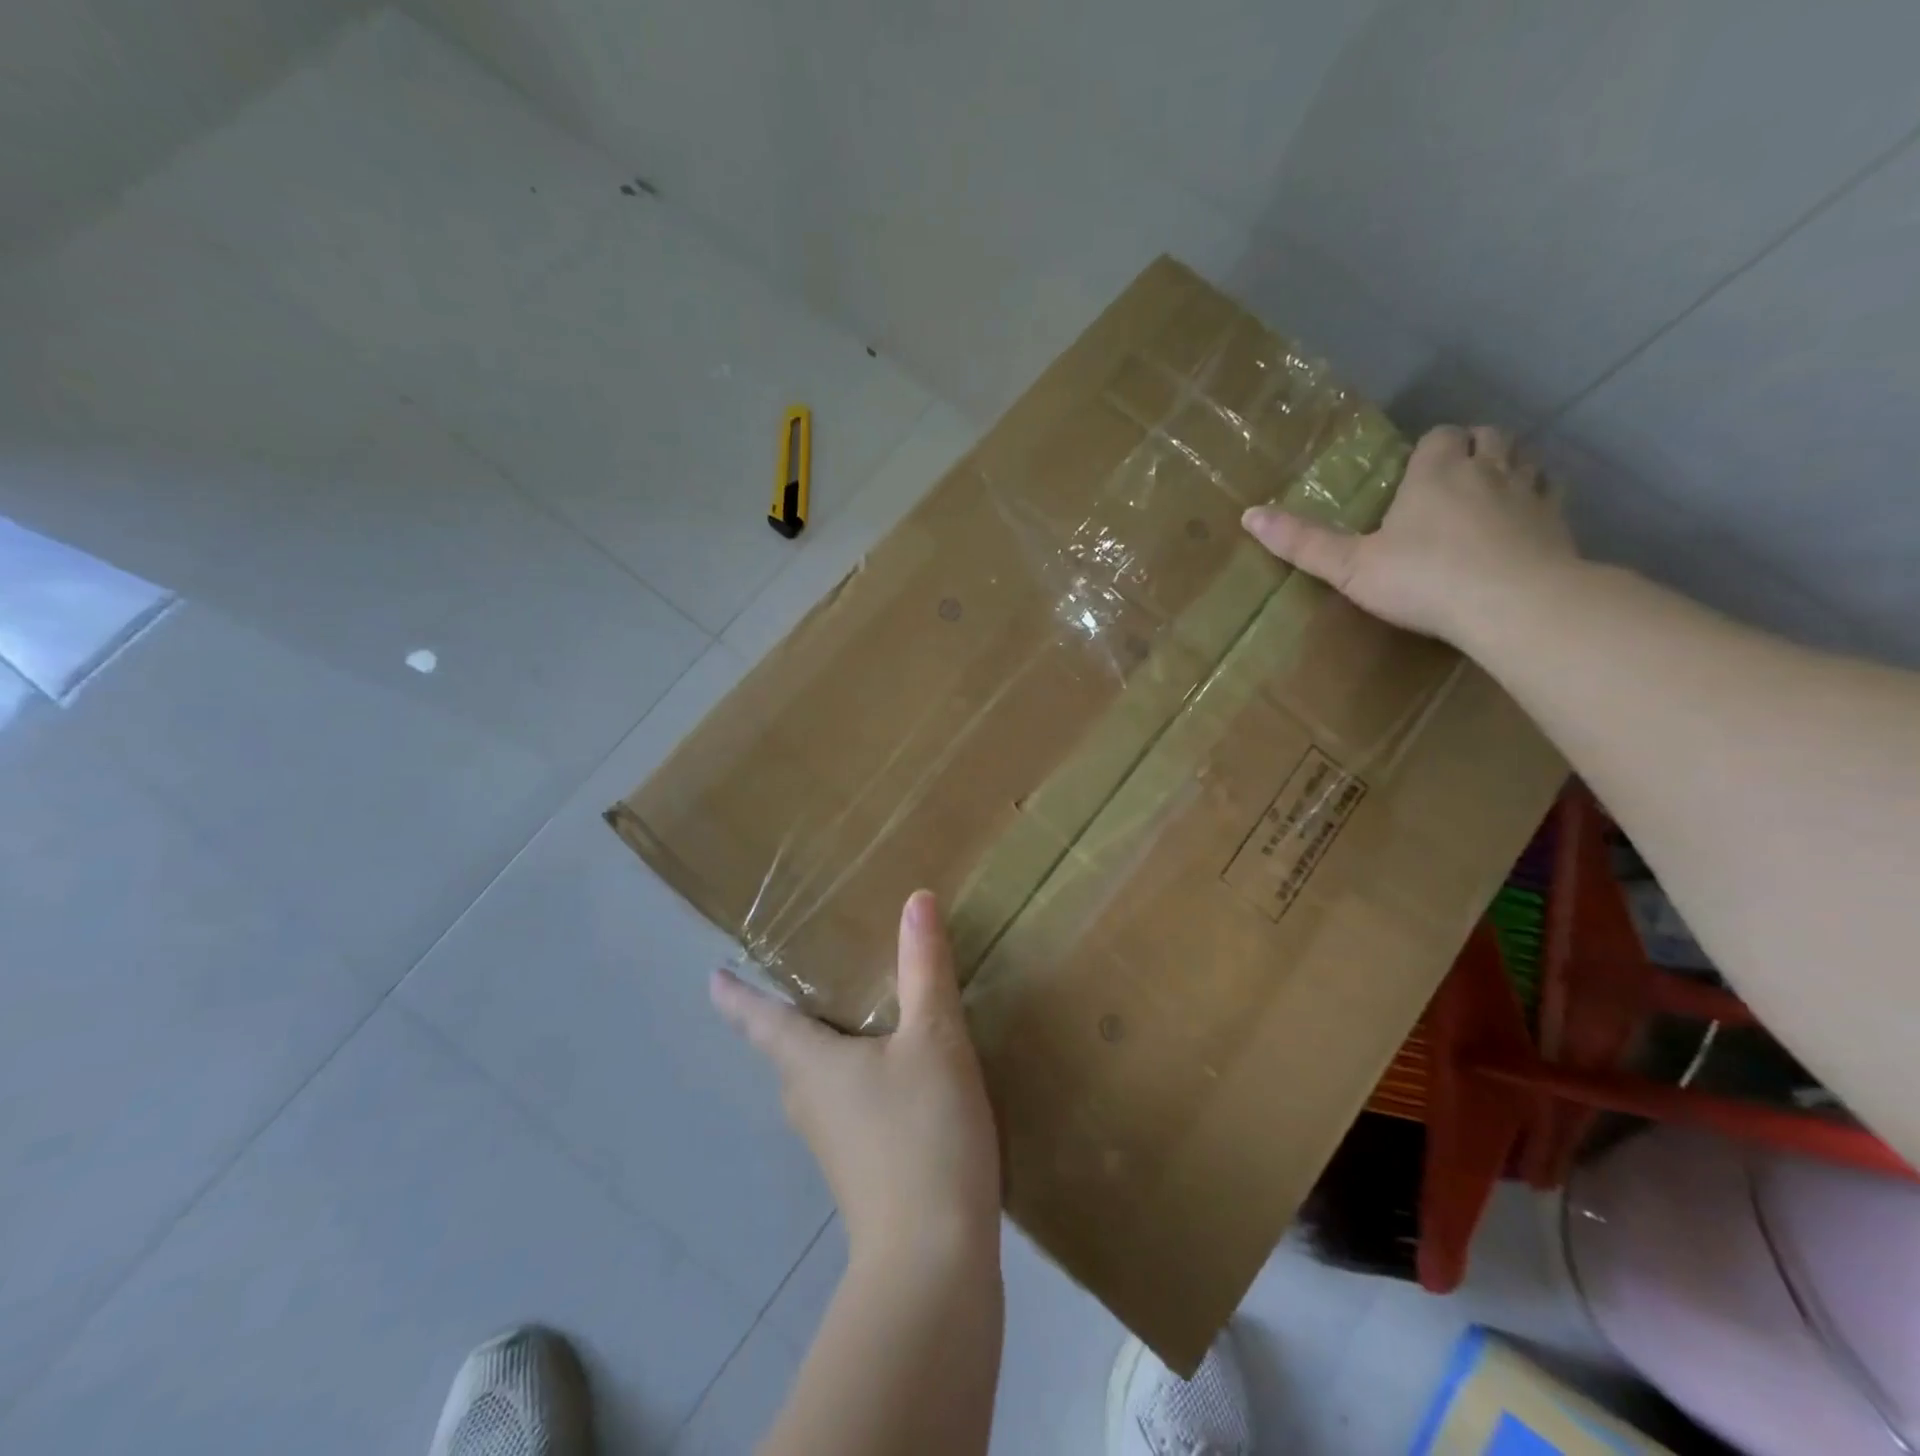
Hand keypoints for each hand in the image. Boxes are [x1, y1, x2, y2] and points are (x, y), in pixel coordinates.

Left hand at [711, 890, 1001, 1268]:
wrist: (934, 1261)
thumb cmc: (923, 1135)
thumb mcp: (933, 1039)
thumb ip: (925, 968)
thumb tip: (916, 899)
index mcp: (810, 1065)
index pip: (761, 1020)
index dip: (737, 996)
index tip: (712, 977)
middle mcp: (809, 1102)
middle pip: (789, 1049)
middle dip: (790, 1015)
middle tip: (805, 976)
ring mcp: (833, 1142)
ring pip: (821, 1078)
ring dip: (828, 1046)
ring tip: (853, 1014)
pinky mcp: (862, 1170)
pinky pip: (849, 1104)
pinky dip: (859, 1076)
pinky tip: (894, 1070)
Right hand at [1241, 424, 1577, 644]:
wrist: (1514, 604)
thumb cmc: (1423, 579)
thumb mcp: (1350, 567)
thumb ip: (1303, 543)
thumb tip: (1249, 515)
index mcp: (1435, 474)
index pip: (1439, 437)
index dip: (1428, 449)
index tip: (1412, 474)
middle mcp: (1487, 471)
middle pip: (1489, 437)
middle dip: (1472, 448)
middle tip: (1450, 477)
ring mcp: (1530, 495)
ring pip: (1526, 458)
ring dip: (1508, 466)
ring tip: (1487, 493)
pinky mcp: (1559, 524)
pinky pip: (1552, 495)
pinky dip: (1538, 498)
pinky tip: (1522, 523)